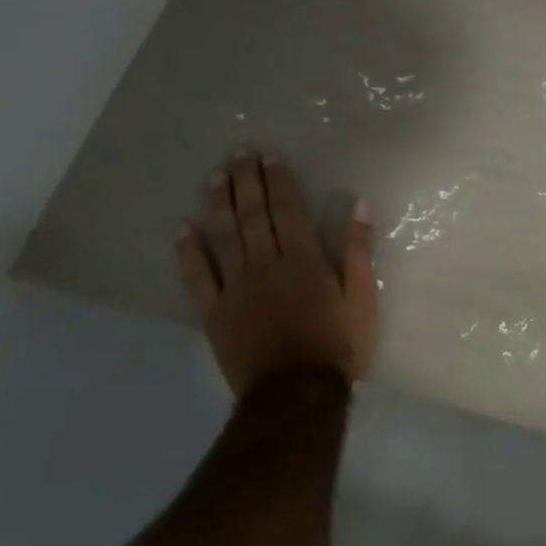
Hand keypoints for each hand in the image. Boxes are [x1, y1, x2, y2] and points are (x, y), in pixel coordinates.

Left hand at [175, 151, 377, 395]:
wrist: (296, 393)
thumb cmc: (338, 344)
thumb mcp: (363, 298)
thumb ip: (359, 250)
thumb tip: (359, 205)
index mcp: (304, 261)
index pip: (287, 211)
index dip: (278, 182)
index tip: (269, 157)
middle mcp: (266, 265)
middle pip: (253, 216)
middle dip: (246, 181)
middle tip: (238, 152)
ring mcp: (236, 288)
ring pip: (224, 237)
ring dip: (218, 204)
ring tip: (214, 177)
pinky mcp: (215, 312)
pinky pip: (198, 276)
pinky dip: (189, 251)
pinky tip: (183, 229)